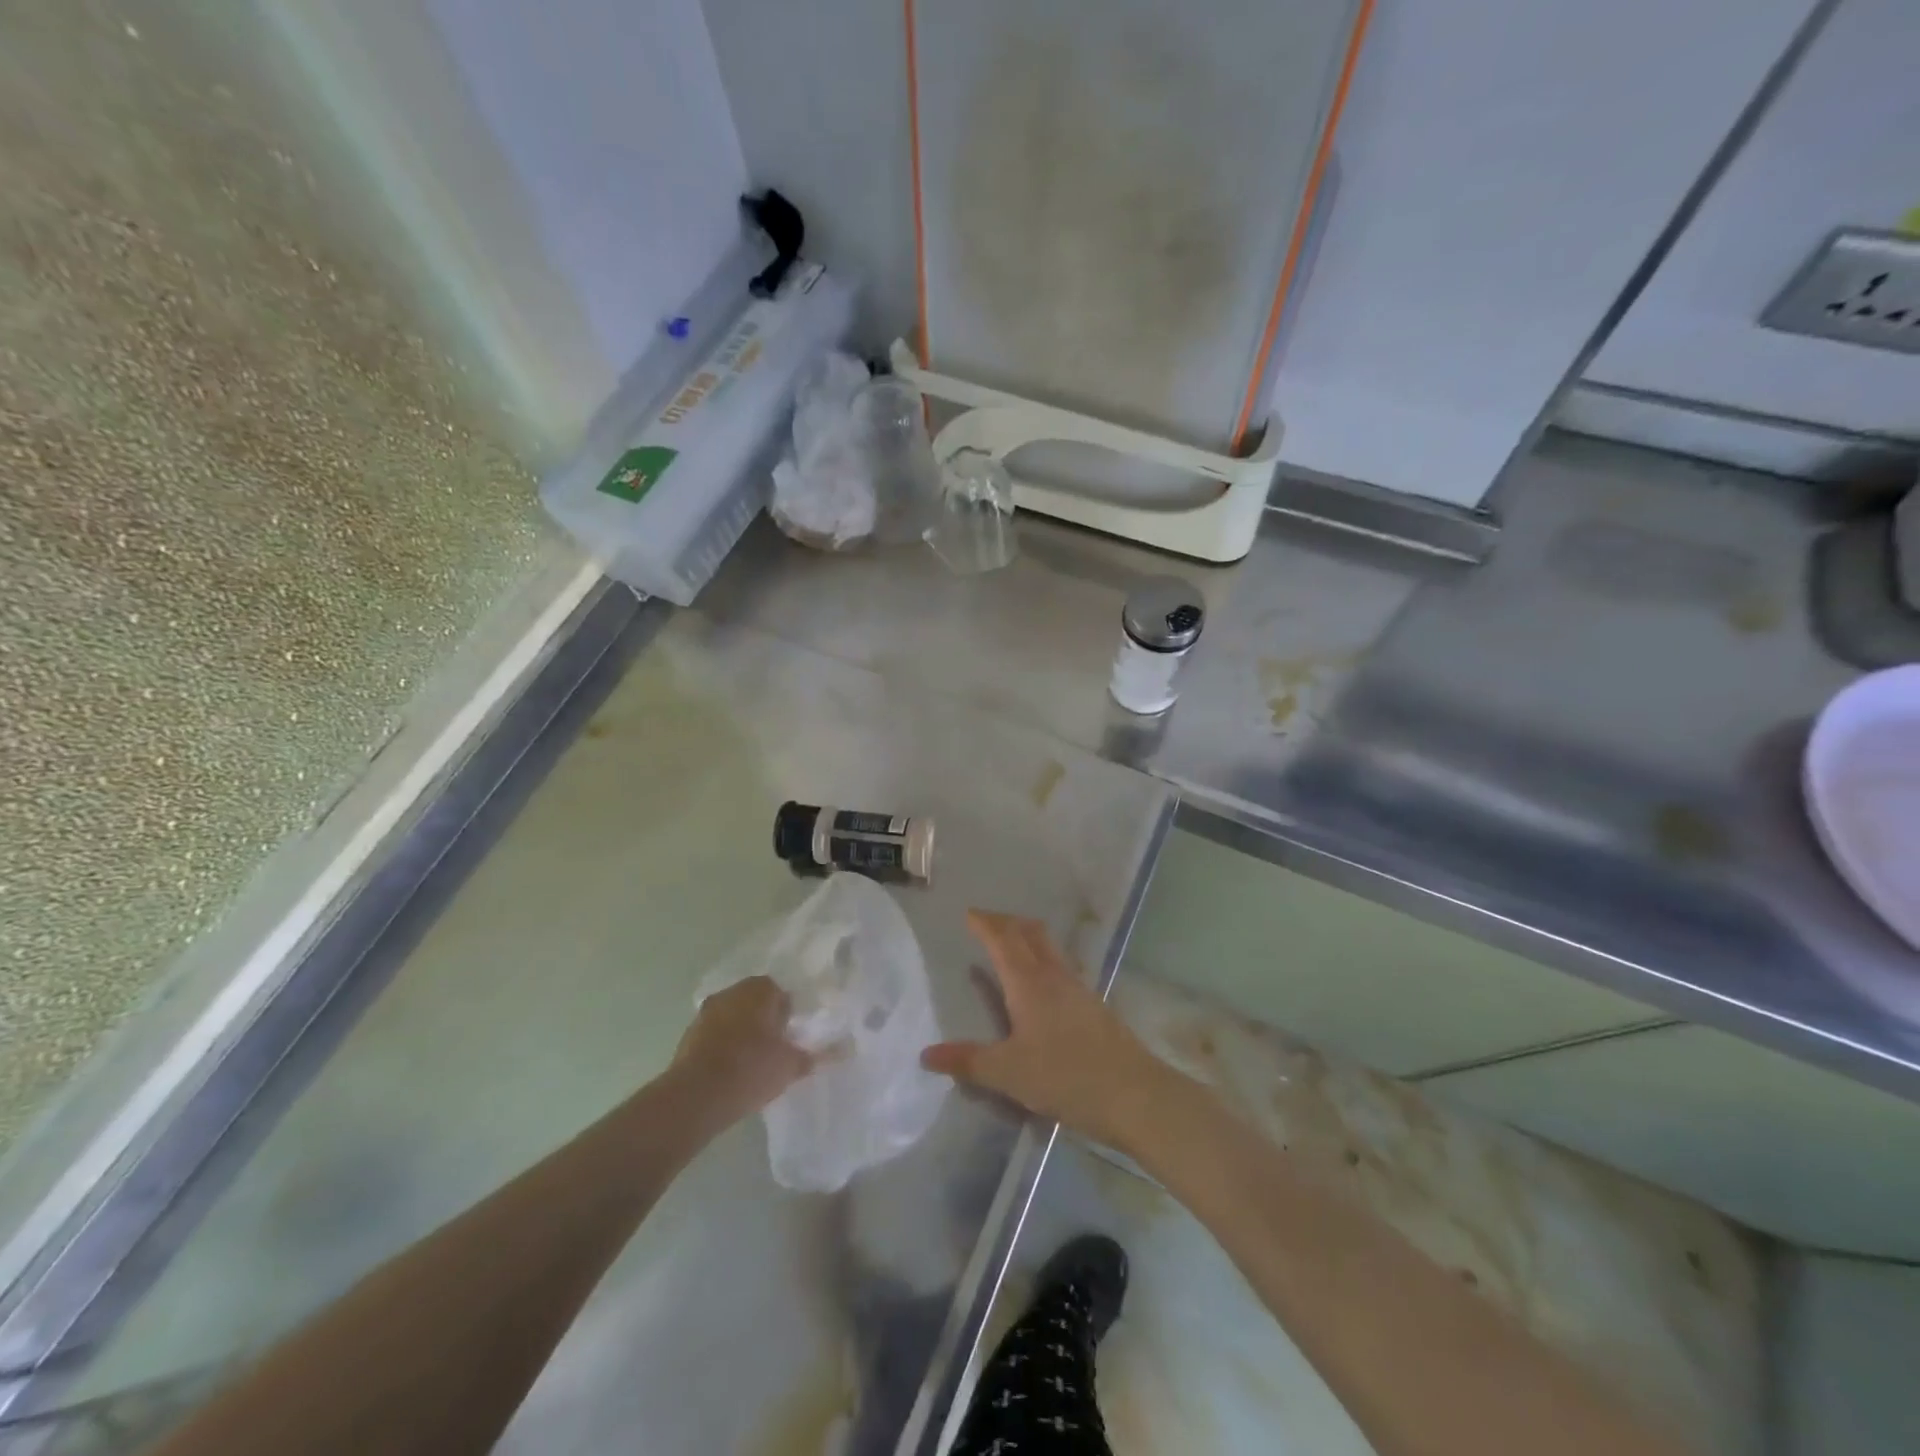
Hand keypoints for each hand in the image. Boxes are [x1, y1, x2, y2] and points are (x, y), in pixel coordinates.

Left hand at [672, 977, 812, 1124]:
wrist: (696, 1097)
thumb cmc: (751, 1070)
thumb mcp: (792, 1065)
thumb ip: (818, 1055)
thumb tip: (847, 1048)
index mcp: (760, 989)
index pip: (781, 992)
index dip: (789, 1013)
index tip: (793, 1036)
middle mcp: (732, 992)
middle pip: (755, 1001)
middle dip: (765, 1020)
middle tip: (776, 1048)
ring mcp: (707, 1012)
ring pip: (733, 1016)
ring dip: (743, 1031)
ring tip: (754, 1061)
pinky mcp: (689, 1034)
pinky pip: (715, 1033)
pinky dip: (724, 1045)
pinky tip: (731, 1070)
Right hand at [921, 910, 1168, 1150]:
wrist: (1134, 1094)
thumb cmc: (1066, 1077)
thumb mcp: (1008, 1073)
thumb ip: (968, 1061)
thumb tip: (926, 1054)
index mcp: (1028, 983)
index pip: (1003, 939)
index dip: (985, 924)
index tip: (969, 914)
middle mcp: (1053, 975)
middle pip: (1029, 933)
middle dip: (1006, 922)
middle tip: (986, 923)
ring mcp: (1078, 988)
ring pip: (1049, 947)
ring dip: (1027, 937)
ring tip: (1011, 946)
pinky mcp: (1094, 1005)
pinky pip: (1062, 967)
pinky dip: (1044, 959)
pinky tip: (1042, 984)